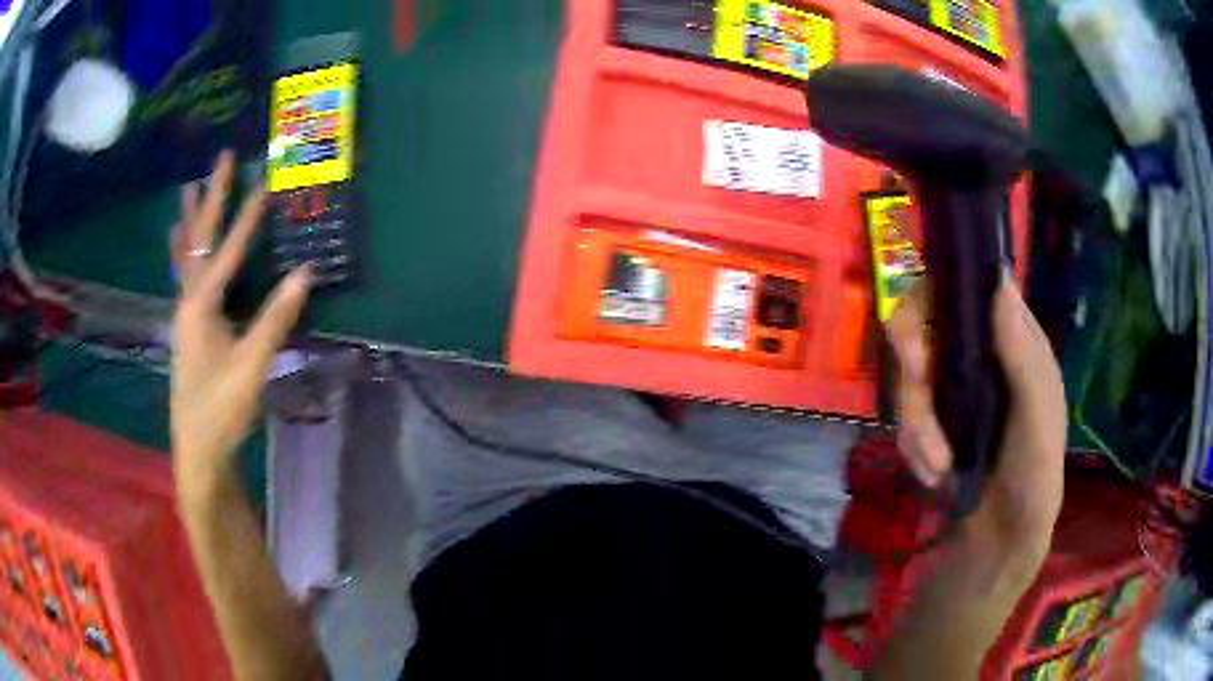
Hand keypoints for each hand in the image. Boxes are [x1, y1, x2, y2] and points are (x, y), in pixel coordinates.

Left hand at [170, 151, 311, 499]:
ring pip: (185, 254)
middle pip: (198, 238)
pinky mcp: (187, 326)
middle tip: (220, 159)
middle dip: (211, 196)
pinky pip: (183, 274)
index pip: (227, 249)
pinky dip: (183, 250)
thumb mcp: (252, 367)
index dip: (248, 215)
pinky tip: (178, 242)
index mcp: (201, 307)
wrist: (198, 448)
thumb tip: (305, 273)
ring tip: (188, 187)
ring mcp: (184, 313)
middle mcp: (187, 301)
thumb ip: (276, 318)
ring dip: (190, 218)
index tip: (265, 179)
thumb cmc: (222, 409)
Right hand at [886, 277, 1066, 563]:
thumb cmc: (1035, 476)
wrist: (1003, 542)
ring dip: (917, 424)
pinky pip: (905, 420)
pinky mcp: (933, 424)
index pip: (965, 288)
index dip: (935, 293)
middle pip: (923, 326)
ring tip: (938, 467)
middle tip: (917, 386)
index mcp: (1010, 340)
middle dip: (914, 361)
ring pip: (910, 379)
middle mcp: (978, 355)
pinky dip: (914, 448)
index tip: (924, 330)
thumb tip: (1000, 279)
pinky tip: (934, 476)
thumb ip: (1023, 357)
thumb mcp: (1038, 419)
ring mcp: (952, 391)